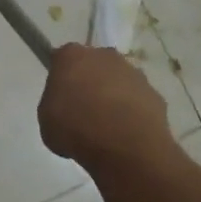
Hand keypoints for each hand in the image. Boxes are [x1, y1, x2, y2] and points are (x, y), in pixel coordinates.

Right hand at [38, 44, 171, 169]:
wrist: (124, 146)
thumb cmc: (75, 128)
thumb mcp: (46, 120)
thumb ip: (54, 105)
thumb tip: (66, 108)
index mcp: (72, 56)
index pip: (62, 59)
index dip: (60, 78)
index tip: (59, 98)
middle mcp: (104, 55)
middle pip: (93, 65)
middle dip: (89, 82)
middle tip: (82, 111)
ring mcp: (133, 73)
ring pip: (118, 81)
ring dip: (112, 97)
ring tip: (107, 127)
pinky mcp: (154, 93)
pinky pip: (137, 101)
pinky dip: (132, 113)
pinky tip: (125, 134)